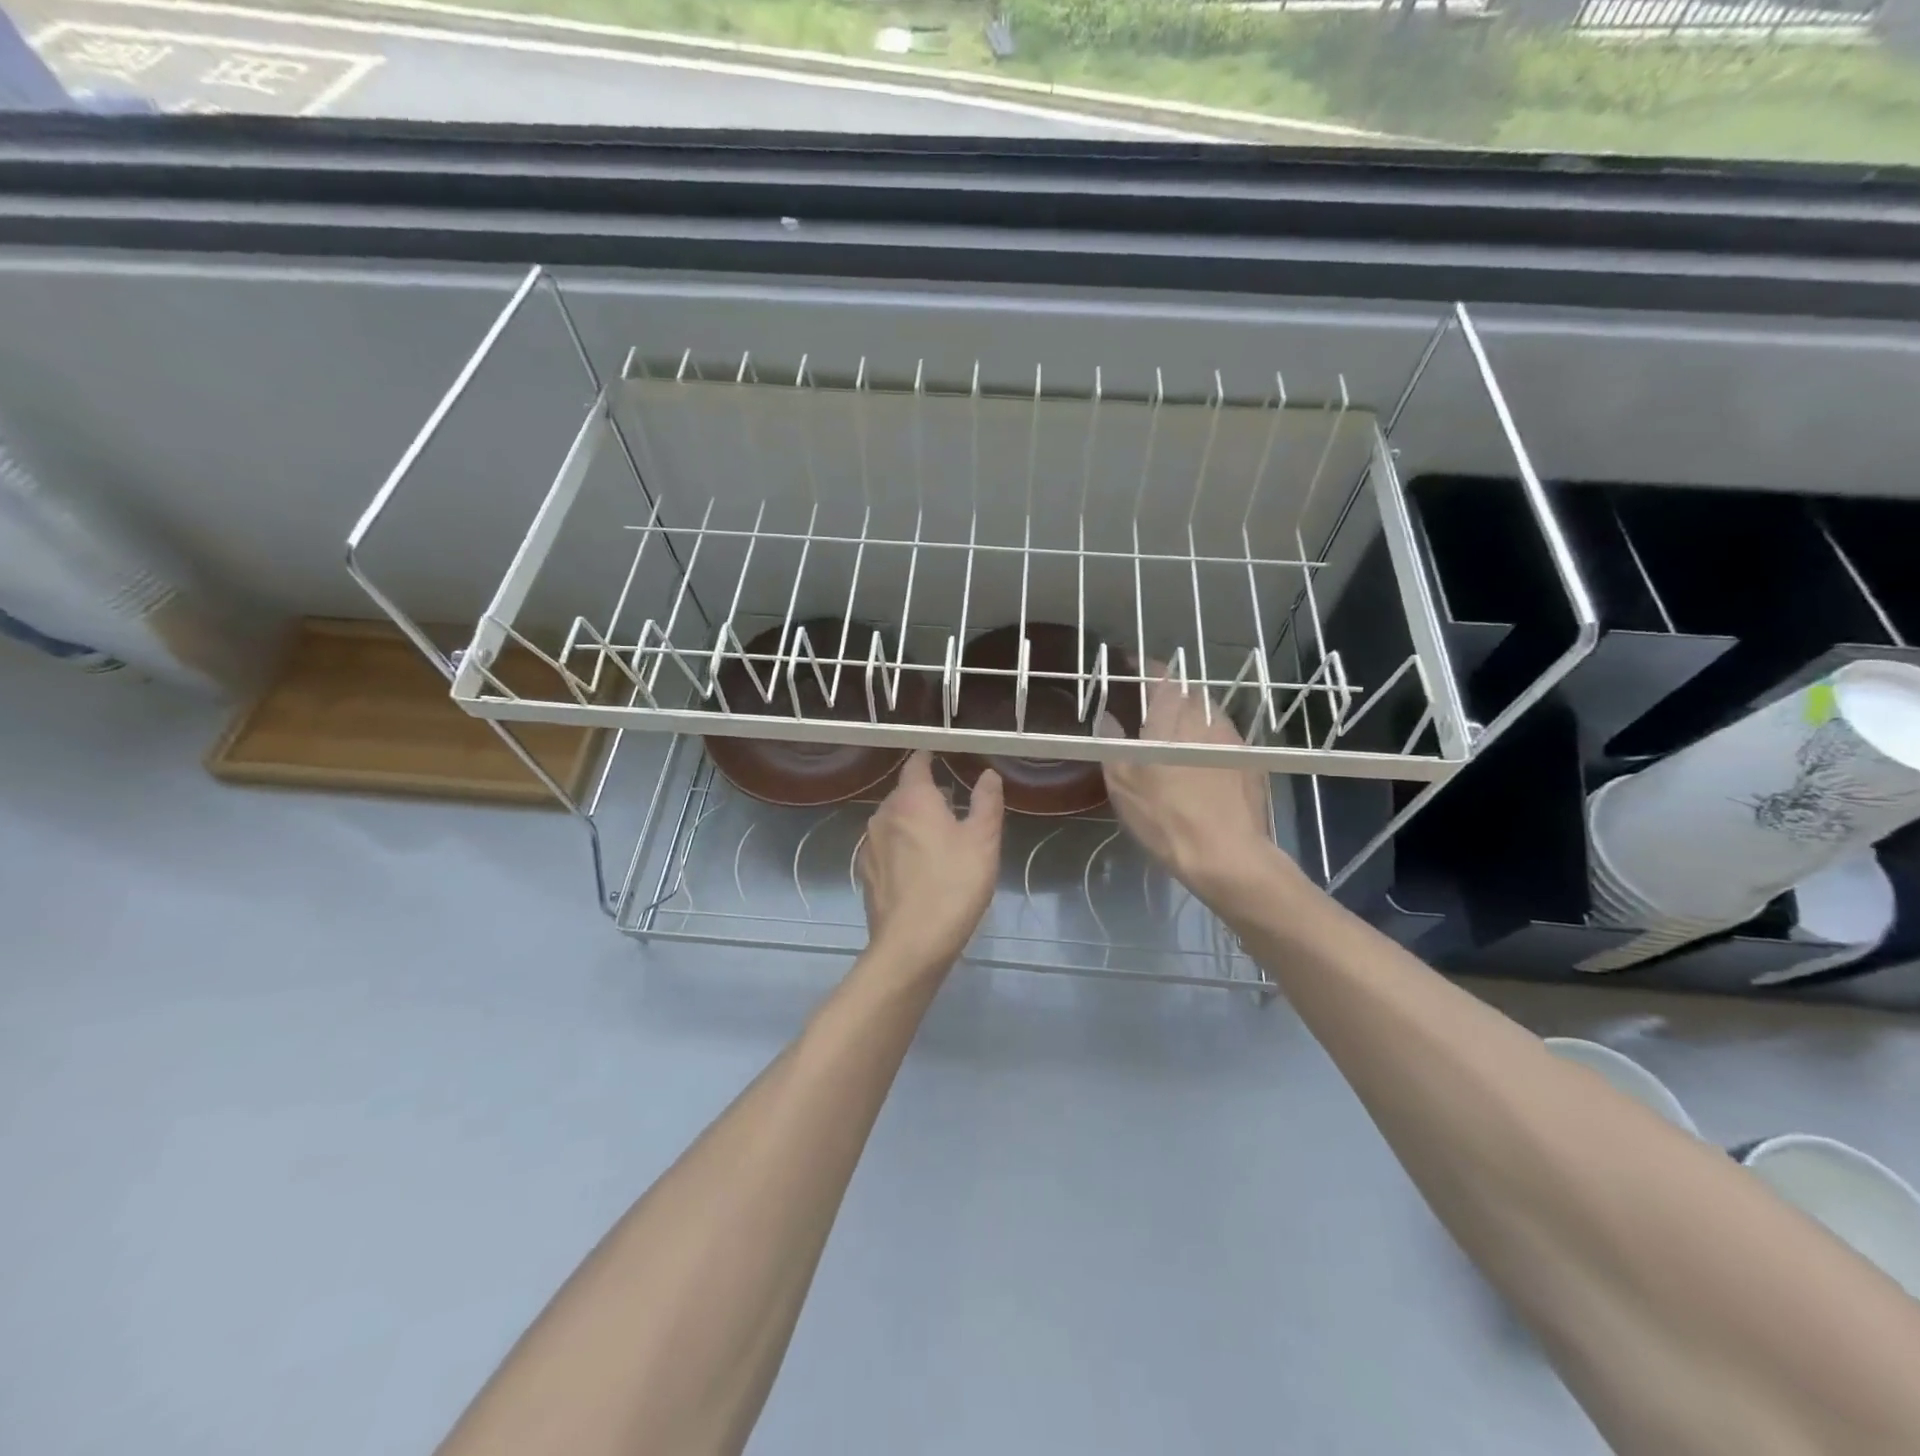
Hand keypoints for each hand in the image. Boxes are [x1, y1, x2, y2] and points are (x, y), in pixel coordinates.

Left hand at [857, 751, 1003, 977]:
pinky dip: (902, 847)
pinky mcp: (866, 873)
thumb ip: (986, 802)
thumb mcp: (983, 840)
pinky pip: (886, 847)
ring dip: (913, 822)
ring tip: (939, 838)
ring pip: (893, 821)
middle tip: (953, 805)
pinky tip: (920, 868)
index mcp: (911, 799)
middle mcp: (883, 814)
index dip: (928, 758)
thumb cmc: (953, 884)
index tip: (941, 757)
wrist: (911, 943)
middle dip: (926, 794)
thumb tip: (988, 774)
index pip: (916, 764)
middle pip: (904, 793)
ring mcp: (869, 845)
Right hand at [1102, 671, 1286, 899]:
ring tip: (1176, 735)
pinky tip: (1201, 762)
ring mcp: (1234, 741)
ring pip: (1210, 715)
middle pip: (1189, 693)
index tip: (1131, 664)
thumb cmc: (1166, 817)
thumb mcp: (1123, 783)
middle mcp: (1207, 720)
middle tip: (1151, 707)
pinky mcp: (1252, 764)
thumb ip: (1112, 743)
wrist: (1227, 855)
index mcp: (1173, 718)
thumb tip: (1107, 718)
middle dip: (1170, 693)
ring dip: (1192, 716)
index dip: (1145, 667)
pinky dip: (1209, 740)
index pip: (1161, 677)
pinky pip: (1225, 738)